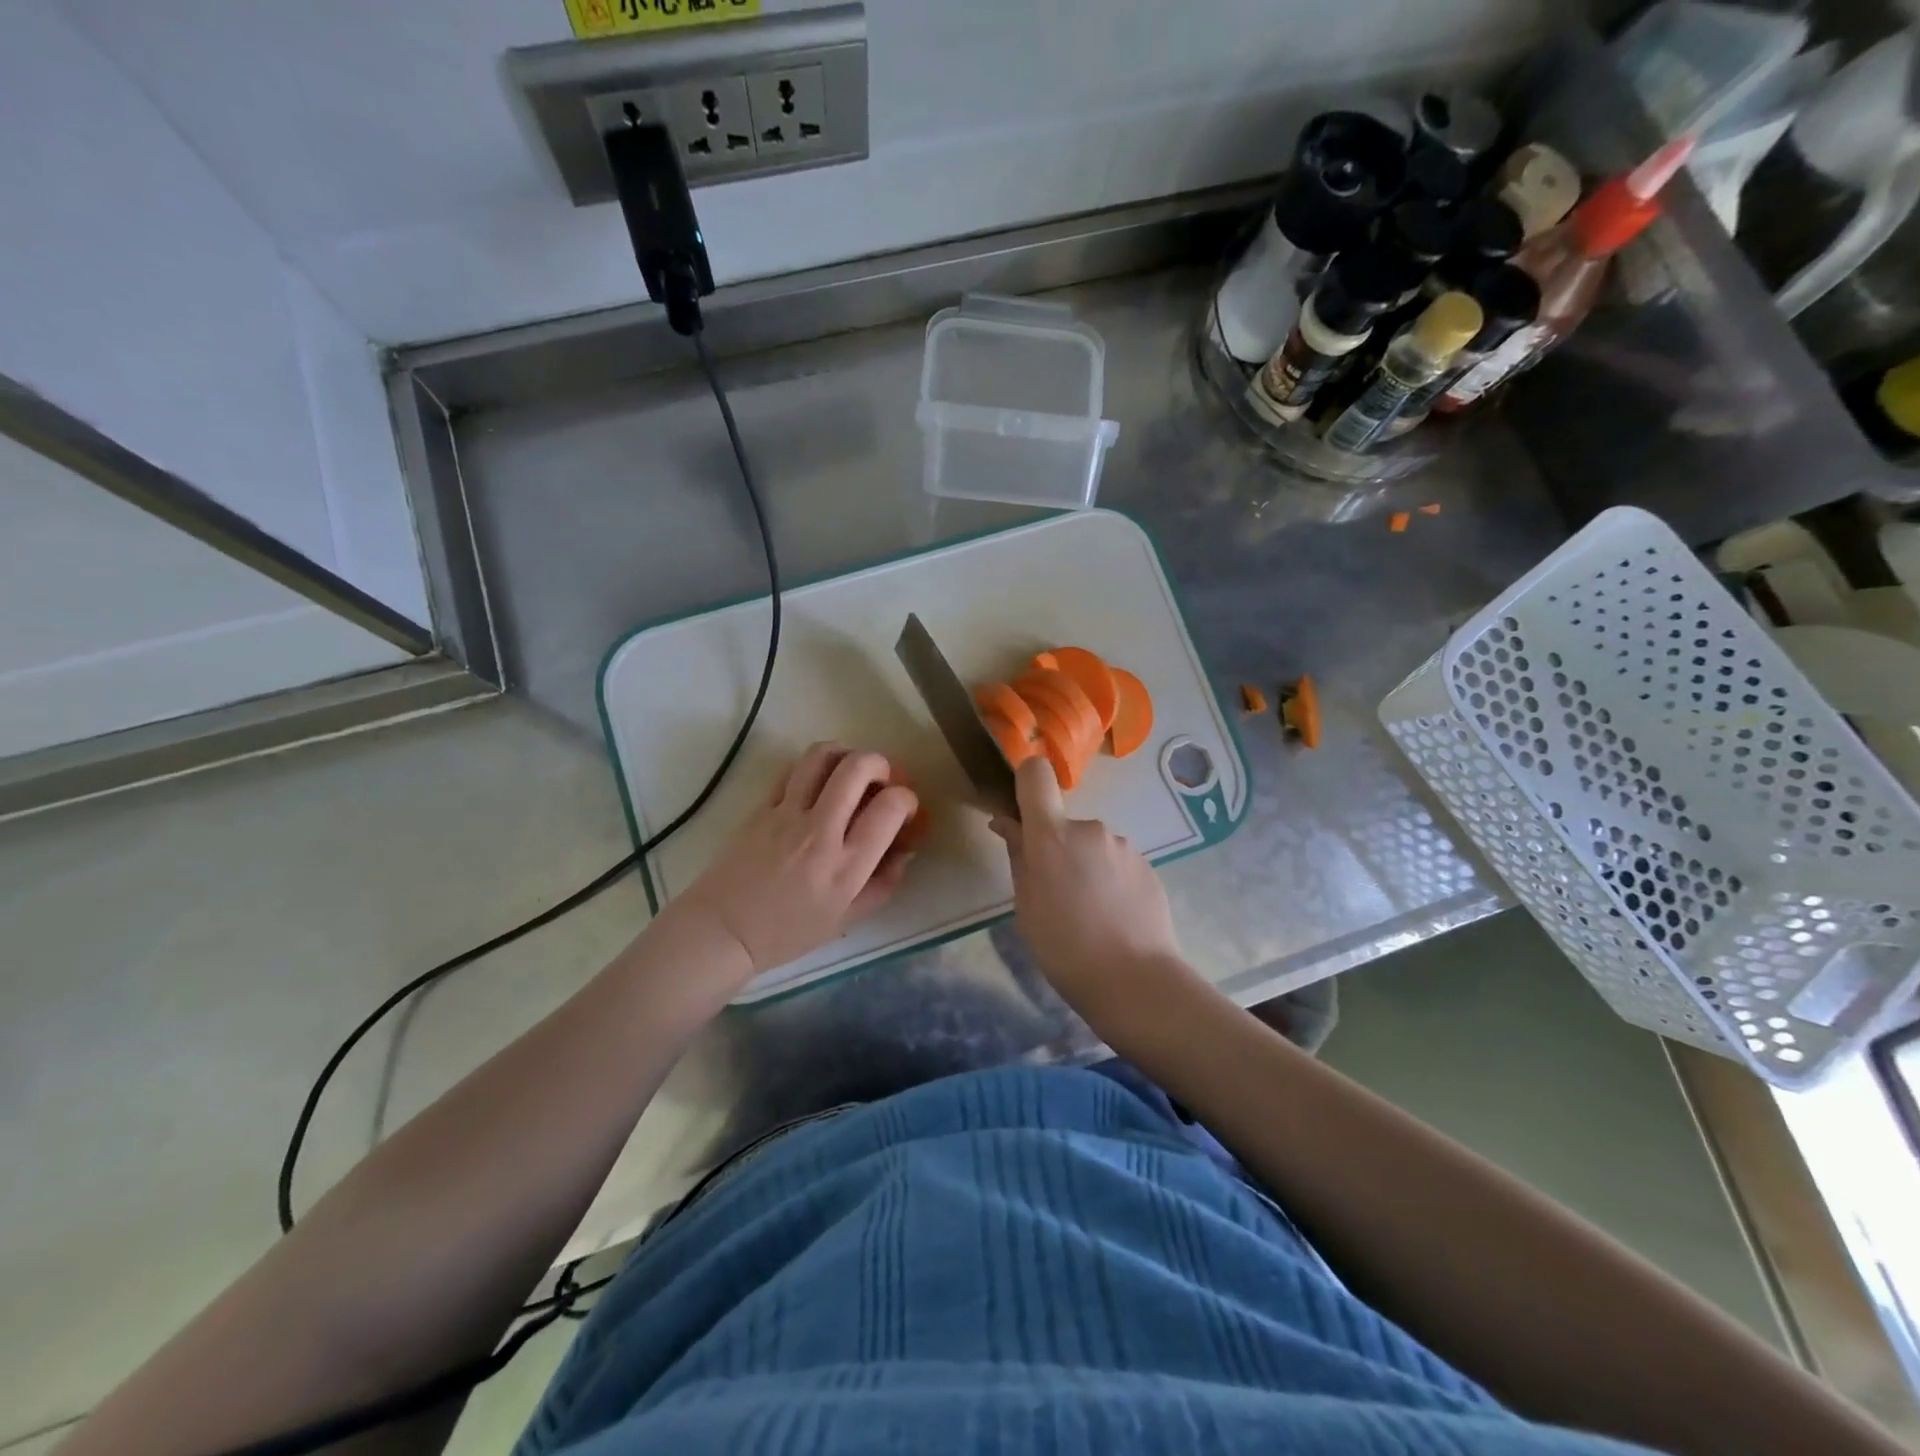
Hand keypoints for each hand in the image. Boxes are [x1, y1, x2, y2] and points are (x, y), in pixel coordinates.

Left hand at [671, 743, 919, 975]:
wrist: (723, 930)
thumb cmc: (787, 932)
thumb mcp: (846, 918)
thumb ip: (883, 884)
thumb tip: (905, 850)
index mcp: (846, 866)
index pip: (889, 808)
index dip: (906, 799)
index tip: (904, 808)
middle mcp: (819, 832)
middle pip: (857, 768)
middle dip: (880, 763)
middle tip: (881, 779)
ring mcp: (786, 815)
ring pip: (821, 757)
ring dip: (845, 753)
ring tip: (850, 769)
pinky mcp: (761, 807)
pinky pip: (792, 770)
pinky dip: (813, 766)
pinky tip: (817, 781)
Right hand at [989, 756, 1183, 1015]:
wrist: (1134, 980)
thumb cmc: (1063, 947)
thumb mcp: (1026, 906)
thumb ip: (1018, 857)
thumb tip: (1007, 823)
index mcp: (1052, 835)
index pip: (1036, 775)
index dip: (1026, 782)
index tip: (1023, 811)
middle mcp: (1090, 829)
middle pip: (1065, 824)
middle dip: (1059, 849)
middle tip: (1057, 895)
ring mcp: (1124, 846)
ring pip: (1093, 846)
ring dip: (1087, 867)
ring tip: (1090, 913)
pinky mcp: (1148, 866)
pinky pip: (1118, 864)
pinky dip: (1111, 881)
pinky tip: (1114, 917)